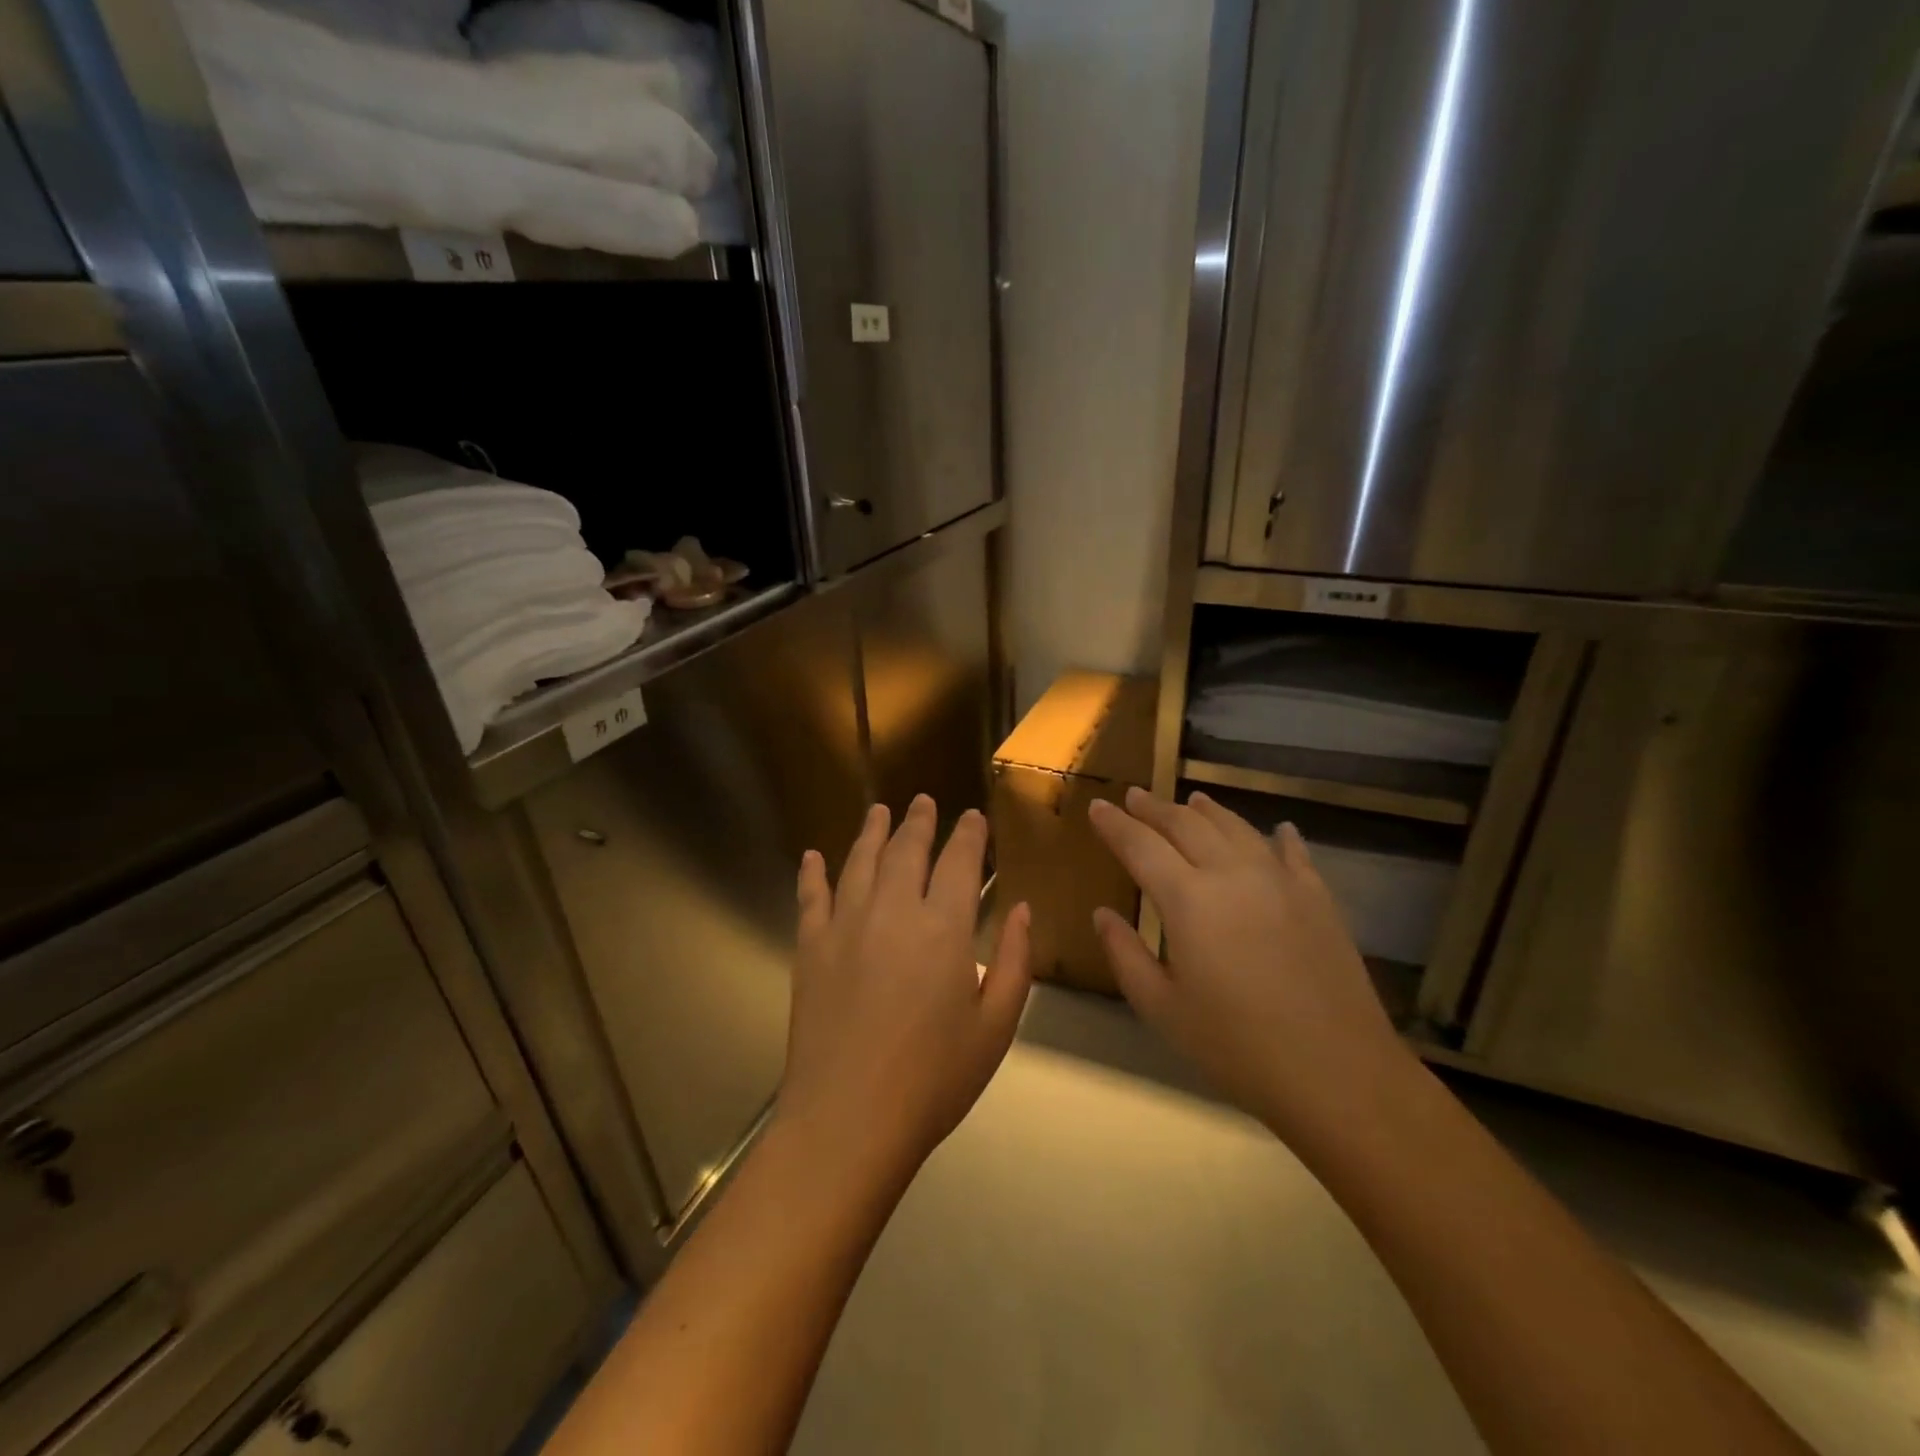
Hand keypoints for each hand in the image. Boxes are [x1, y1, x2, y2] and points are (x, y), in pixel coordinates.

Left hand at [779, 796, 1032, 1183]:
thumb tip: (1021, 910)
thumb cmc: (934, 1079)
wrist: (849, 1120)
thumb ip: (1016, 961)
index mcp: (944, 928)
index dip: (968, 835)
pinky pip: (812, 897)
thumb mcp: (997, 1026)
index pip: (960, 862)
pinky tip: (813, 856)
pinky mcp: (811, 948)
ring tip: (879, 811)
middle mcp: (894, 911)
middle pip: (907, 850)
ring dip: (872, 832)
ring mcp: (845, 926)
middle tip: (923, 802)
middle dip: (919, 822)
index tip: (973, 817)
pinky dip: (813, 873)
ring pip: (860, 861)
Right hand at [1087, 788, 1416, 1146]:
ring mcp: (1280, 880)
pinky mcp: (1317, 897)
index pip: (1140, 845)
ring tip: (1191, 800)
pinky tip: (1278, 830)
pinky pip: (1292, 852)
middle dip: (1154, 807)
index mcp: (1187, 899)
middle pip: (1186, 824)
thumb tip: (1102, 914)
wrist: (1337, 1072)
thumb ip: (1125, 954)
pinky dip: (1278, 836)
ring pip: (1235, 827)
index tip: (1097, 807)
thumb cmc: (1236, 1046)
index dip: (1115, 824)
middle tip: (1134, 796)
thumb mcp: (1162, 1008)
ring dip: (1207, 811)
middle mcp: (1231, 873)